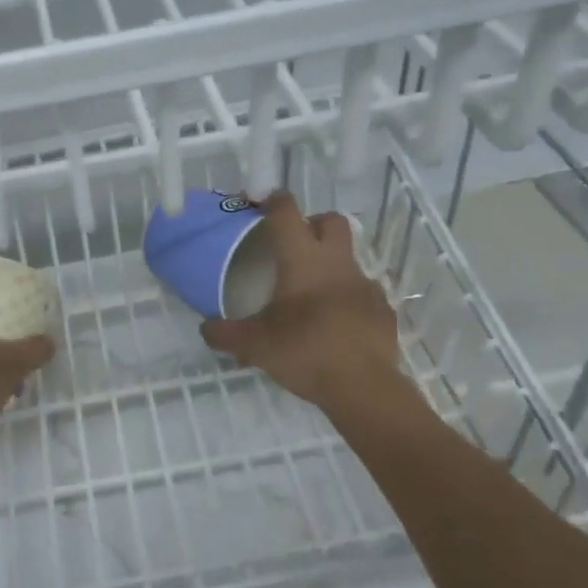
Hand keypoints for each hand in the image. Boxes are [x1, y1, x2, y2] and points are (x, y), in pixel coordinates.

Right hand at [201, 193, 406, 412]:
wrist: (363, 387)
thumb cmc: (304, 352)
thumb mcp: (254, 345)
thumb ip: (225, 334)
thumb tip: (205, 328)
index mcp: (302, 260)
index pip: (287, 212)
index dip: (273, 201)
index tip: (261, 204)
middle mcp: (336, 263)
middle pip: (331, 221)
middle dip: (313, 223)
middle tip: (293, 244)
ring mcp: (365, 286)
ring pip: (348, 258)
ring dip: (330, 265)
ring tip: (311, 294)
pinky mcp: (382, 310)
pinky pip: (363, 293)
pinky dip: (348, 299)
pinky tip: (335, 323)